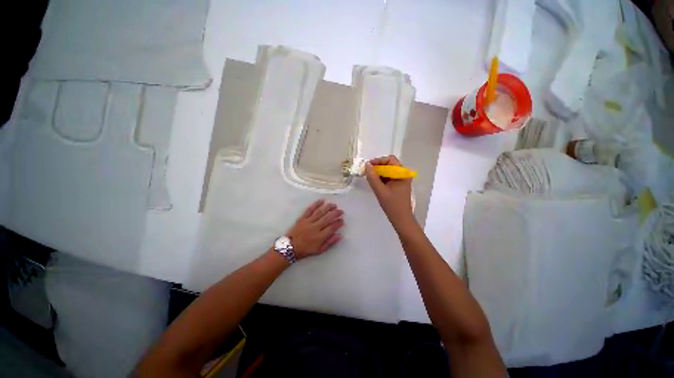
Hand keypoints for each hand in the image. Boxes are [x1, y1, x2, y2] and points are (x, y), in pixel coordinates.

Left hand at [286, 199, 343, 259]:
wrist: (290, 247)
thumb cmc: (306, 250)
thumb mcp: (319, 250)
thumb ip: (330, 242)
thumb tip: (340, 235)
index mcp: (320, 237)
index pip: (332, 227)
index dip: (338, 223)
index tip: (342, 220)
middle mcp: (315, 228)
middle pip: (327, 218)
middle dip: (335, 213)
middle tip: (341, 211)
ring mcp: (308, 222)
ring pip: (320, 212)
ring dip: (328, 207)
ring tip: (334, 205)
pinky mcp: (302, 218)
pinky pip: (310, 209)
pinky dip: (316, 204)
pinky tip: (322, 200)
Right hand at [365, 155, 415, 228]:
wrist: (401, 219)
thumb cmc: (392, 205)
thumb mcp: (380, 190)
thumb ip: (372, 177)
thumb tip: (367, 165)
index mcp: (402, 174)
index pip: (390, 159)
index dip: (378, 161)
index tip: (368, 167)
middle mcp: (403, 174)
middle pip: (389, 164)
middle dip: (377, 167)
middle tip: (367, 173)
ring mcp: (401, 179)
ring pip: (388, 171)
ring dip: (379, 173)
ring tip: (370, 179)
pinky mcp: (398, 185)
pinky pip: (389, 177)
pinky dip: (382, 178)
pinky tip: (376, 183)